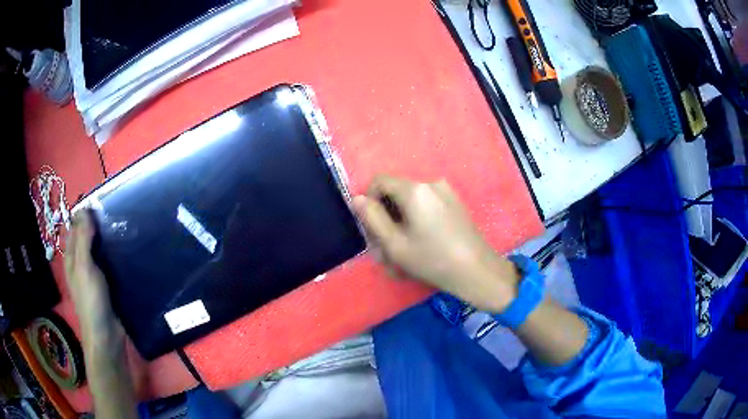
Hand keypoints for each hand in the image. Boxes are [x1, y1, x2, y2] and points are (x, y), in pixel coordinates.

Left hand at [64, 211, 114, 330]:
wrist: (107, 337)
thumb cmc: (91, 301)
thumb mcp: (84, 268)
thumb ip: (83, 239)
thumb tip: (85, 208)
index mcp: (72, 257)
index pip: (76, 226)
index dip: (85, 213)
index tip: (103, 202)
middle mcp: (81, 263)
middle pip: (88, 237)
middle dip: (99, 224)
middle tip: (118, 213)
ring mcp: (94, 274)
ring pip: (100, 250)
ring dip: (108, 240)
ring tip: (125, 227)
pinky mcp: (107, 284)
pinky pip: (109, 263)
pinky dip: (115, 255)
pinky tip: (127, 251)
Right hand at [352, 175, 519, 312]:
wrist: (477, 271)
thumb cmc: (433, 259)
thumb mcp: (395, 244)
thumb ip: (372, 218)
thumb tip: (358, 198)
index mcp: (415, 189)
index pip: (379, 181)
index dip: (369, 201)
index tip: (371, 227)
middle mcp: (431, 183)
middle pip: (396, 193)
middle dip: (386, 217)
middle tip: (384, 247)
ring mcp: (446, 192)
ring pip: (411, 203)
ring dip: (401, 223)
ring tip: (403, 251)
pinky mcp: (455, 203)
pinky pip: (427, 207)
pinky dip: (417, 222)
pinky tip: (420, 245)